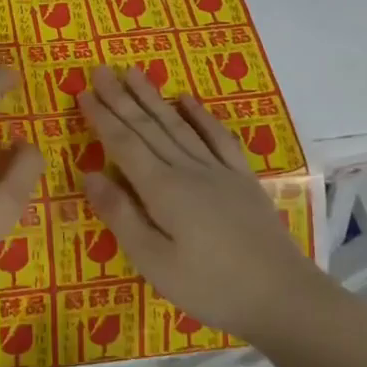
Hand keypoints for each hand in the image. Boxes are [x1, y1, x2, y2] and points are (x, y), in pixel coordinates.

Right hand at [77, 66, 354, 348]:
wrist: (283, 297)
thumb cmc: (210, 286)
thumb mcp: (153, 261)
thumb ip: (120, 215)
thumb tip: (88, 174)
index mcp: (162, 189)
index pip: (124, 144)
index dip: (102, 117)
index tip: (83, 93)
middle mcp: (187, 169)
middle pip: (148, 127)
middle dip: (121, 98)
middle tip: (100, 69)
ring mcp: (218, 171)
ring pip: (178, 125)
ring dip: (153, 98)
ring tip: (134, 73)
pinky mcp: (242, 179)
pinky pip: (218, 138)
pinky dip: (200, 116)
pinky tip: (187, 100)